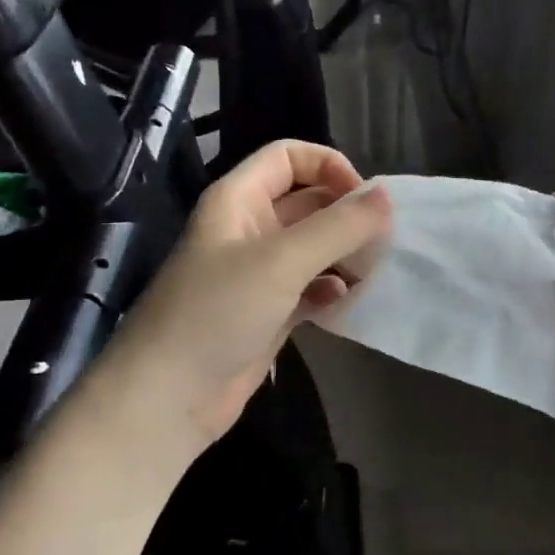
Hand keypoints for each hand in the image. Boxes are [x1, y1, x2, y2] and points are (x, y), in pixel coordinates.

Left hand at [100, 141, 391, 451]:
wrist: (168, 397)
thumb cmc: (218, 312)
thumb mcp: (281, 261)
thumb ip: (337, 226)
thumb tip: (387, 196)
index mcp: (239, 199)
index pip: (289, 156)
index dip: (329, 166)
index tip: (365, 199)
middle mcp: (248, 228)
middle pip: (307, 201)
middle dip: (345, 214)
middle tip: (383, 240)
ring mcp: (257, 272)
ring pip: (312, 246)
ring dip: (343, 253)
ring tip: (372, 271)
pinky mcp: (267, 311)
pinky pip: (309, 286)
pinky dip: (330, 289)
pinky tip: (345, 302)